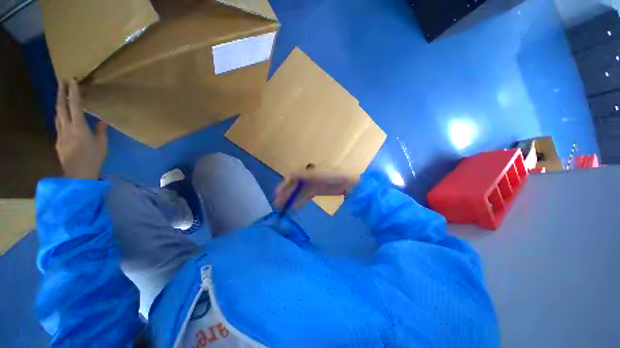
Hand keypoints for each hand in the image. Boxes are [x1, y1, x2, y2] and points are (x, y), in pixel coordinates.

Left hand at [54, 80, 107, 179]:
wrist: (78, 175)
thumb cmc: (93, 159)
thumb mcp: (102, 145)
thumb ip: (101, 131)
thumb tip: (102, 121)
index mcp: (79, 127)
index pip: (75, 106)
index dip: (73, 92)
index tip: (72, 80)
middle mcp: (66, 128)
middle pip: (60, 107)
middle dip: (60, 92)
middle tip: (61, 81)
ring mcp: (60, 134)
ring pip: (57, 115)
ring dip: (58, 103)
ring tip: (60, 95)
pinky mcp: (58, 141)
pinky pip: (58, 125)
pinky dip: (60, 116)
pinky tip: (62, 116)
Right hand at [275, 169, 358, 209]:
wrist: (348, 183)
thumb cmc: (332, 176)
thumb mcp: (316, 174)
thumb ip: (303, 175)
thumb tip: (289, 174)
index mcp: (307, 170)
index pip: (292, 177)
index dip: (284, 185)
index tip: (277, 194)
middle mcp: (308, 176)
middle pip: (294, 185)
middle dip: (285, 194)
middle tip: (277, 204)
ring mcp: (312, 184)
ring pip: (298, 192)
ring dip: (291, 199)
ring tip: (283, 208)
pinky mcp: (316, 191)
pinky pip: (305, 196)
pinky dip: (299, 201)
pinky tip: (294, 207)